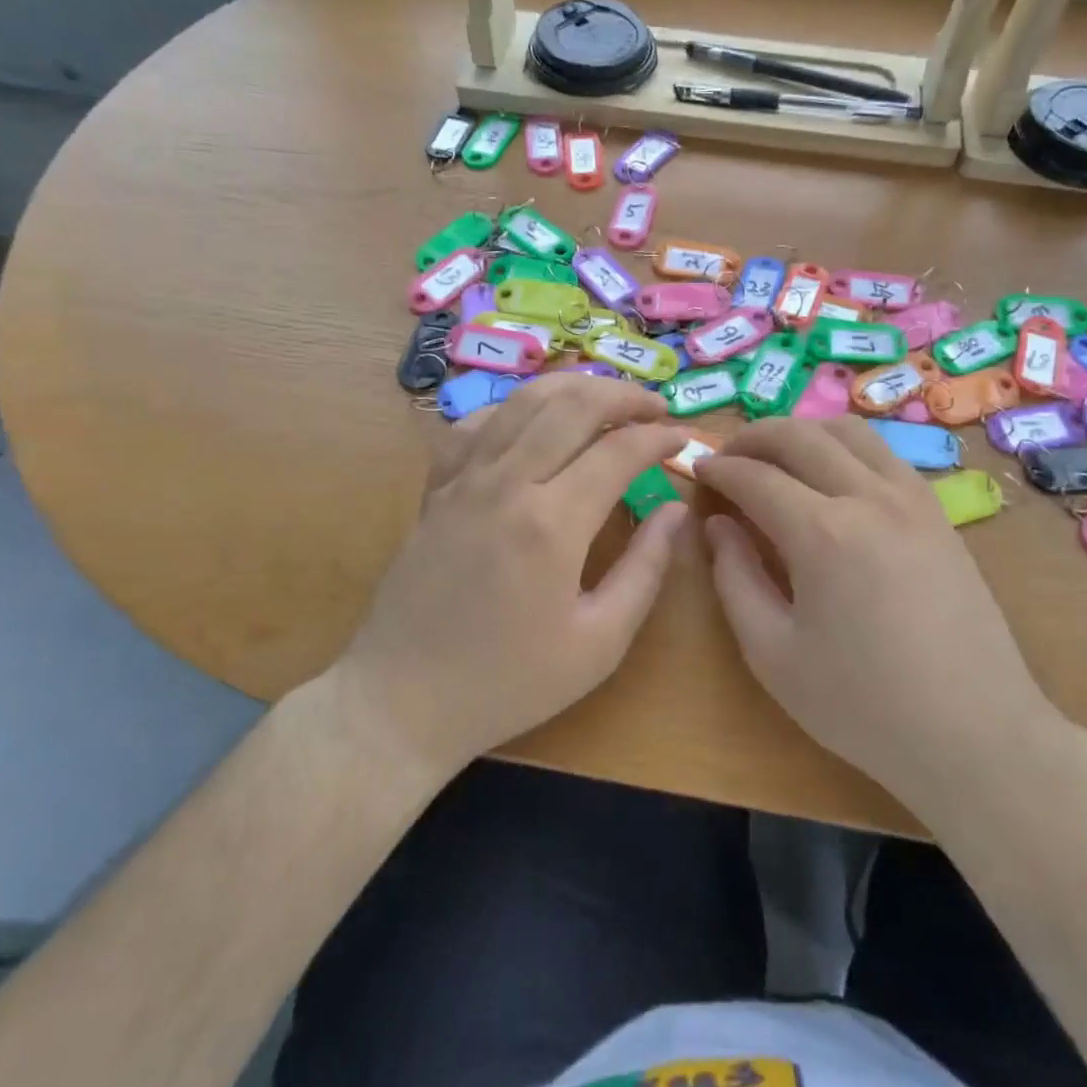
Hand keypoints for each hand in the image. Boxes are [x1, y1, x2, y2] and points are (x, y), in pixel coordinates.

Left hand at [331, 374, 688, 778]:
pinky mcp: (437, 487)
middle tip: (656, 407)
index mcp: (551, 524)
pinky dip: (513, 408)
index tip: (684, 440)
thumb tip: (676, 511)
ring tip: (607, 398)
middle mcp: (506, 483)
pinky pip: (475, 423)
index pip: (618, 450)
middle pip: (571, 404)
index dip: (659, 437)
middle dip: (623, 395)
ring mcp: (464, 479)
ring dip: (573, 387)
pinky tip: (532, 419)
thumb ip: (646, 569)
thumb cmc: (509, 682)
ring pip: (523, 400)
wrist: (402, 699)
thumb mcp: (598, 643)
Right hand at [694, 417, 1065, 814]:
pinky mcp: (938, 512)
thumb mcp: (773, 654)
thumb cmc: (863, 705)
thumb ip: (735, 579)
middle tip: (727, 456)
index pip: (755, 476)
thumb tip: (717, 526)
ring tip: (776, 456)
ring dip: (801, 431)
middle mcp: (868, 497)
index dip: (719, 469)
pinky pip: (883, 454)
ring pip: (848, 431)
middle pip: (800, 436)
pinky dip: (844, 447)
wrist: (975, 734)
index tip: (697, 471)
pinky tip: (832, 476)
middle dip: (753, 436)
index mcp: (822, 533)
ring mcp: (912, 498)